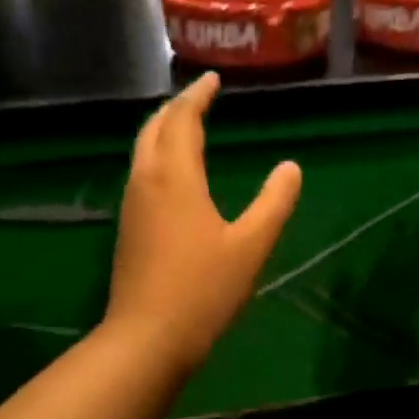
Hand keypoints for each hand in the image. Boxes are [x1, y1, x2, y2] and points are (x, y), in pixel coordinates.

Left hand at [105, 73, 301, 373]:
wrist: (148, 337)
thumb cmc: (204, 290)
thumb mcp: (251, 246)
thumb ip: (274, 203)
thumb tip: (291, 168)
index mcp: (175, 177)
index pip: (182, 119)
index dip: (198, 96)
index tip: (213, 80)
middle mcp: (146, 182)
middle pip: (153, 129)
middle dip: (175, 109)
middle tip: (198, 100)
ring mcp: (131, 207)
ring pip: (142, 152)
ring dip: (162, 132)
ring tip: (186, 130)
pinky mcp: (128, 231)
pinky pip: (141, 176)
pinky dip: (157, 159)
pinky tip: (173, 178)